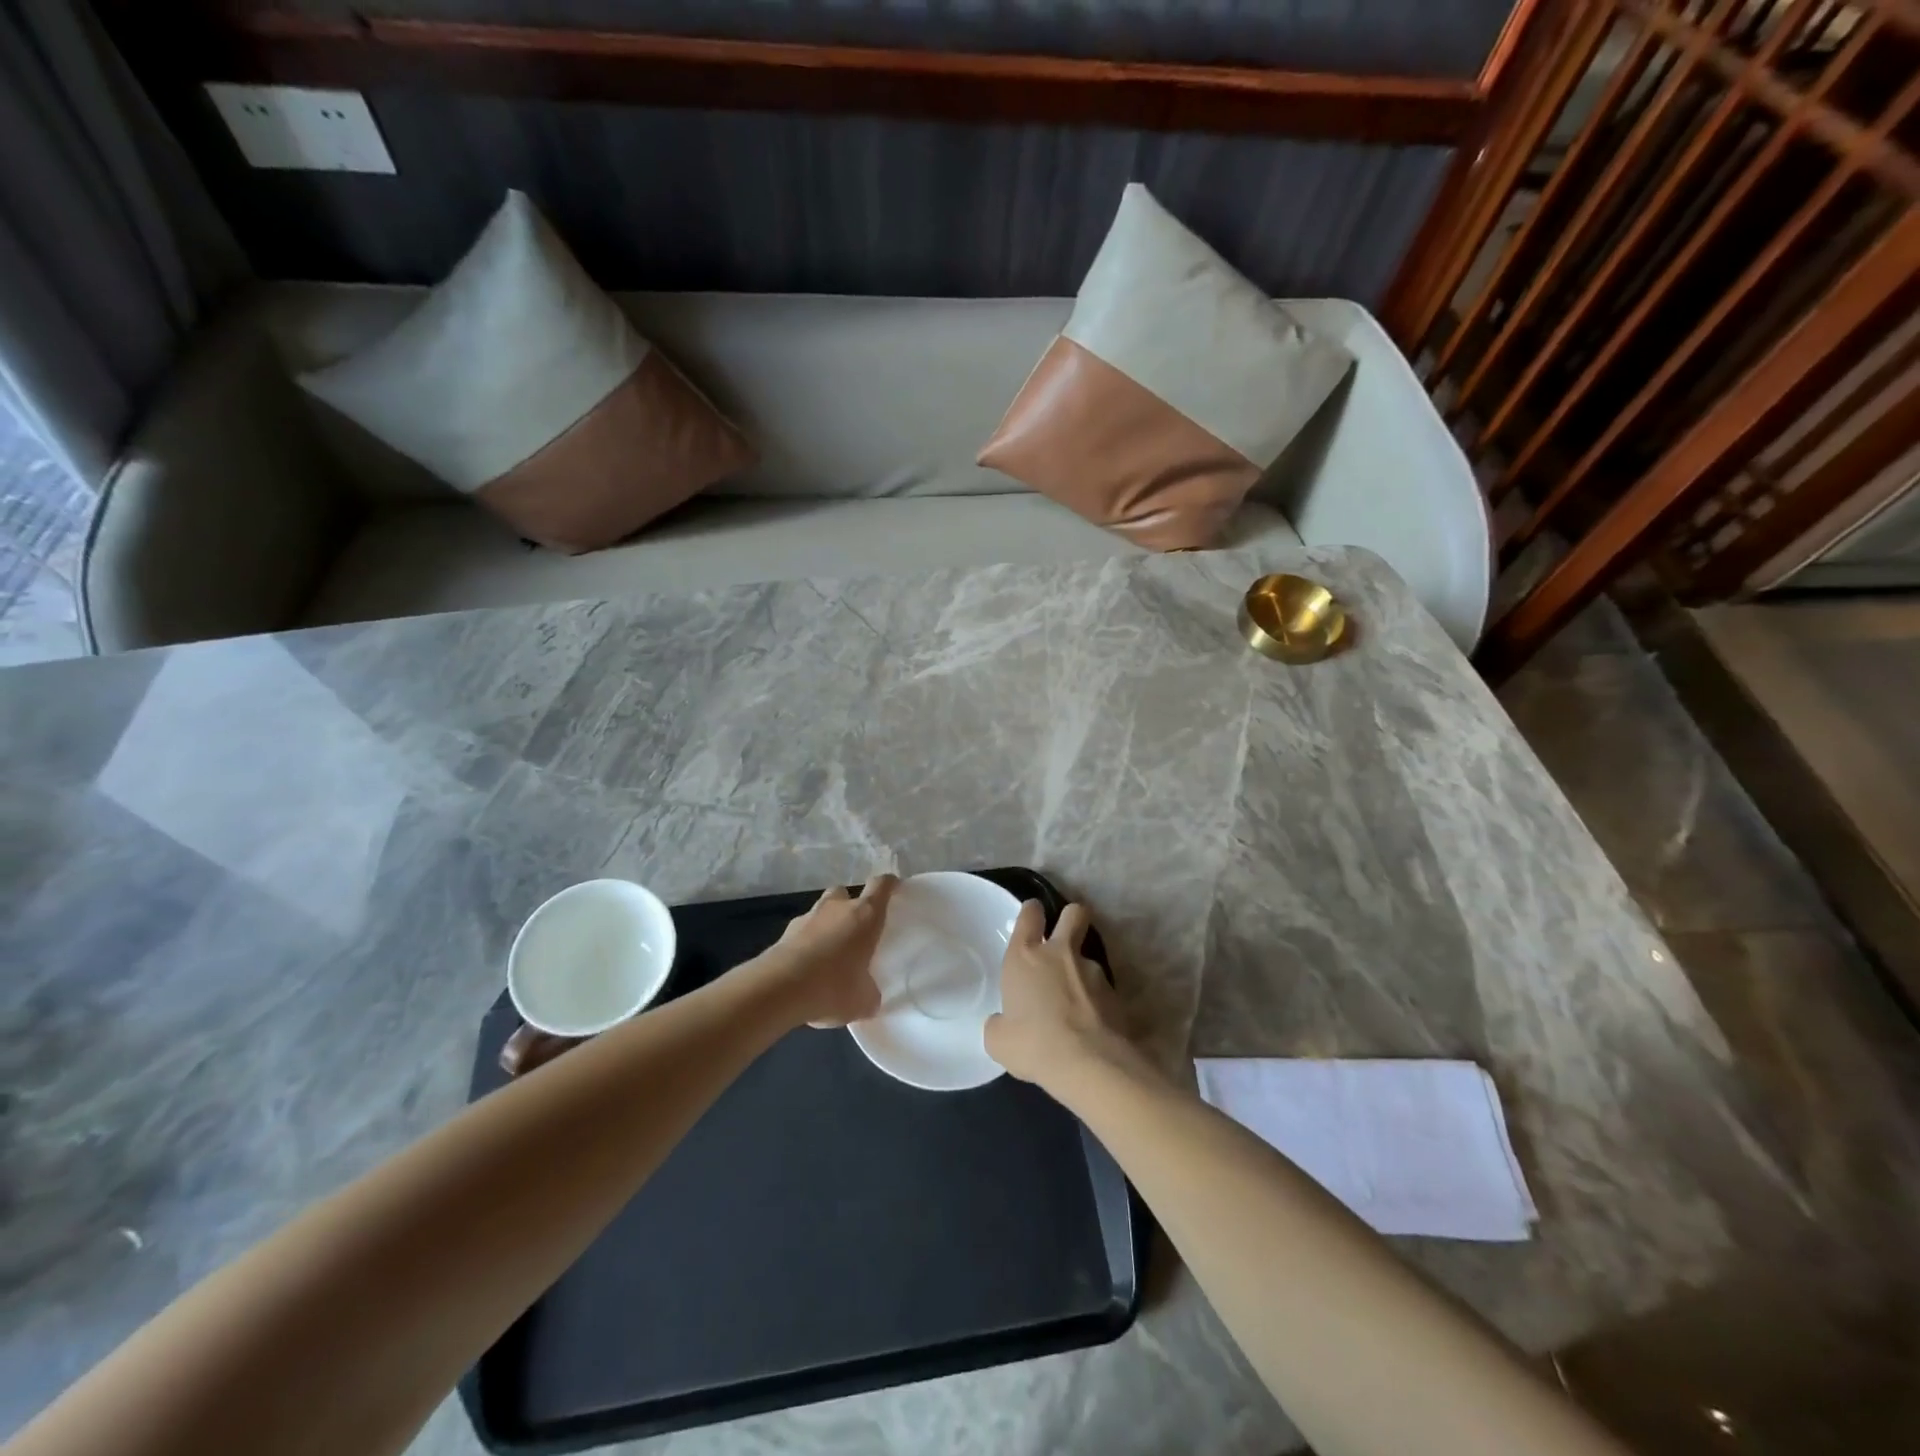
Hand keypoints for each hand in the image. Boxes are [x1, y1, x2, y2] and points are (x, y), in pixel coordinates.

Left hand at [756, 873, 898, 1026]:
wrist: (779, 989)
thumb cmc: (833, 986)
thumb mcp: (864, 1000)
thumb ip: (870, 992)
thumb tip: (869, 995)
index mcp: (865, 915)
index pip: (882, 885)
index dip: (889, 885)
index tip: (894, 889)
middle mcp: (837, 908)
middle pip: (845, 893)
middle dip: (850, 905)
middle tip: (856, 929)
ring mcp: (808, 917)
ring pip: (821, 910)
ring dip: (826, 924)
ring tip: (829, 953)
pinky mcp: (784, 933)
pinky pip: (802, 932)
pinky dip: (806, 943)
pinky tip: (807, 968)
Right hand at [984, 901, 1145, 1086]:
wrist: (1089, 1064)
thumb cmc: (1034, 1044)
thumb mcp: (999, 1041)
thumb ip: (999, 1024)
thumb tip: (1002, 1023)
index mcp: (1026, 957)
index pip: (1030, 915)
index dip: (1031, 912)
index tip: (1032, 916)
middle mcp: (1060, 954)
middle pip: (1073, 913)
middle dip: (1070, 918)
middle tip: (1064, 937)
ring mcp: (1092, 970)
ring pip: (1088, 956)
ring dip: (1081, 972)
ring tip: (1075, 1002)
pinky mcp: (1115, 993)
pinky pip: (1102, 989)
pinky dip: (1096, 1000)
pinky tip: (1091, 1024)